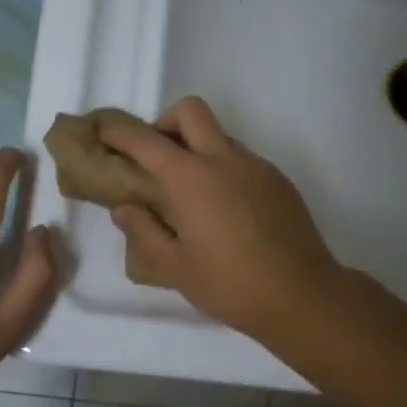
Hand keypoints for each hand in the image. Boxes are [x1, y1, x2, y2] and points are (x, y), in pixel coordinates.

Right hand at [98, 97, 342, 345]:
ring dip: (197, 147)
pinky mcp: (279, 181)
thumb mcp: (175, 267)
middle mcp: (224, 160)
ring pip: (220, 135)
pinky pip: (243, 159)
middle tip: (155, 157)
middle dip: (165, 122)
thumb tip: (124, 209)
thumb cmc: (230, 285)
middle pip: (191, 111)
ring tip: (190, 192)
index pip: (146, 141)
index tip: (105, 136)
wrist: (302, 295)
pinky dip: (223, 168)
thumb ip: (144, 232)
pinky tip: (224, 210)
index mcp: (191, 178)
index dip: (120, 134)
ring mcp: (257, 166)